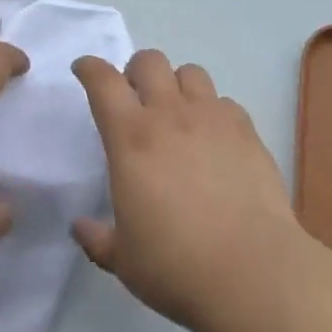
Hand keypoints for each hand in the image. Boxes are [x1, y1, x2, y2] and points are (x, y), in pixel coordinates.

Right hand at [71, 50, 303, 331]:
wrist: (251, 270)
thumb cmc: (177, 266)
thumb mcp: (124, 261)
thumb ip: (98, 238)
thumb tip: (79, 226)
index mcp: (132, 138)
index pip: (104, 83)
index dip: (90, 68)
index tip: (84, 68)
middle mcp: (169, 114)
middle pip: (149, 61)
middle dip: (136, 71)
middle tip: (135, 98)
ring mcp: (211, 116)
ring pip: (189, 72)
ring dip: (176, 85)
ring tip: (177, 114)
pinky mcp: (244, 127)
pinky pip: (223, 101)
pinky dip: (212, 112)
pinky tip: (214, 140)